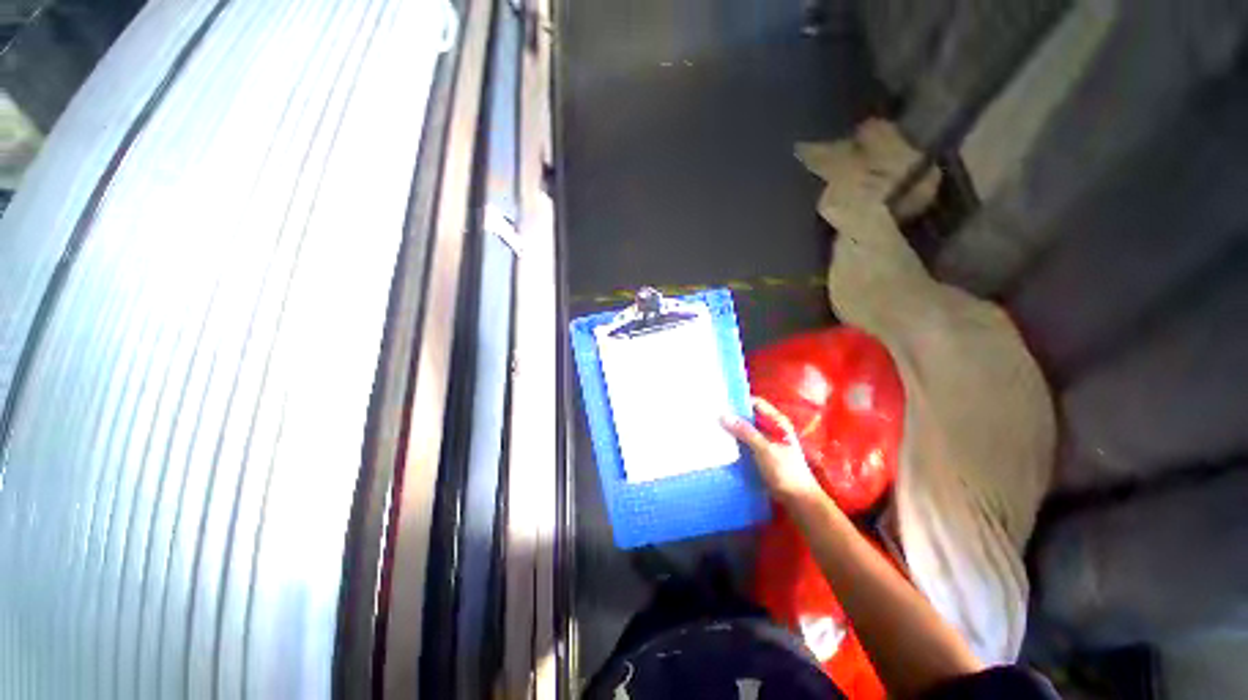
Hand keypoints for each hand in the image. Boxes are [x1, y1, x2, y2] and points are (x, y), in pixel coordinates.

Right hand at [721, 397, 824, 502]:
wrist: (799, 500)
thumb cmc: (786, 472)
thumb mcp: (764, 449)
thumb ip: (745, 432)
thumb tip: (722, 415)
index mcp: (777, 422)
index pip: (755, 403)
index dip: (739, 400)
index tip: (720, 400)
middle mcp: (771, 428)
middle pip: (749, 415)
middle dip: (732, 414)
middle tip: (711, 413)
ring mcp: (766, 441)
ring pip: (745, 429)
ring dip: (732, 428)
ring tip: (712, 425)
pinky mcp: (761, 454)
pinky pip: (744, 442)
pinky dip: (735, 441)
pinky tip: (721, 442)